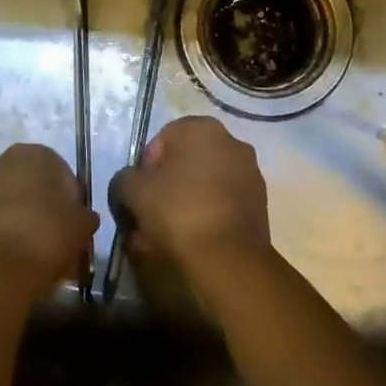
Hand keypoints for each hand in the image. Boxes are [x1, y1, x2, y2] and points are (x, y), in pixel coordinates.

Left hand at [0, 143, 97, 292]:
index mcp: (33, 154)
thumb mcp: (81, 225)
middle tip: (57, 238)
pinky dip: (2, 236)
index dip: (71, 199)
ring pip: (9, 204)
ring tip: (35, 254)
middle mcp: (0, 162)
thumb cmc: (45, 234)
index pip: (61, 172)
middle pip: (31, 186)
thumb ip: (84, 215)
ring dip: (22, 222)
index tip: (76, 223)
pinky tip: (13, 260)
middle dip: (44, 209)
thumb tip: (82, 218)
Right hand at [110, 116, 270, 276]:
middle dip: (167, 187)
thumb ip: (124, 179)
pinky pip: (223, 203)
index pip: (162, 140)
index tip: (140, 195)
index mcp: (202, 128)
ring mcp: (250, 172)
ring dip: (186, 202)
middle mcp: (231, 141)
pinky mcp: (260, 202)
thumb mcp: (133, 191)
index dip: (145, 169)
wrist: (228, 258)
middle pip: (185, 162)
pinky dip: (207, 215)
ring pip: (204, 184)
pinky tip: (193, 240)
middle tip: (151, 216)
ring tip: (169, 235)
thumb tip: (129, 184)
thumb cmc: (178, 211)